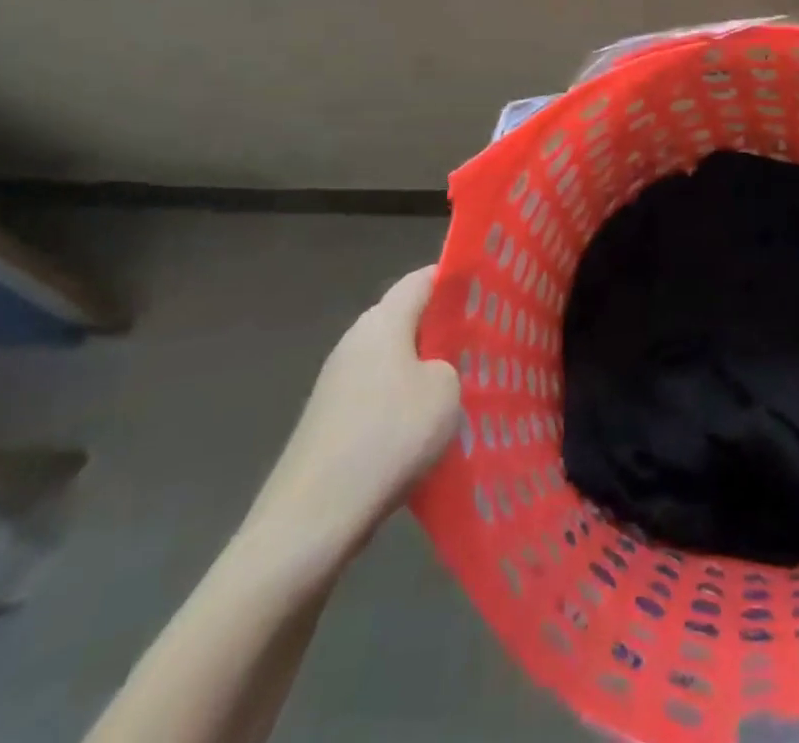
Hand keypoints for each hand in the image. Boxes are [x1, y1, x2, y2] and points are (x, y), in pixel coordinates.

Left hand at [240, 266, 460, 578]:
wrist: (310, 520)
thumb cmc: (388, 436)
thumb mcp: (445, 391)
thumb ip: (450, 364)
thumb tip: (437, 368)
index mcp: (383, 321)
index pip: (423, 279)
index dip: (455, 278)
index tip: (489, 288)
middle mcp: (356, 340)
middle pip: (407, 318)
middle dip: (444, 325)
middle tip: (485, 338)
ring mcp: (338, 381)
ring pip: (394, 358)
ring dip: (426, 367)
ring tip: (465, 383)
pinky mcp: (331, 419)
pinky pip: (379, 393)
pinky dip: (404, 400)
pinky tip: (427, 425)